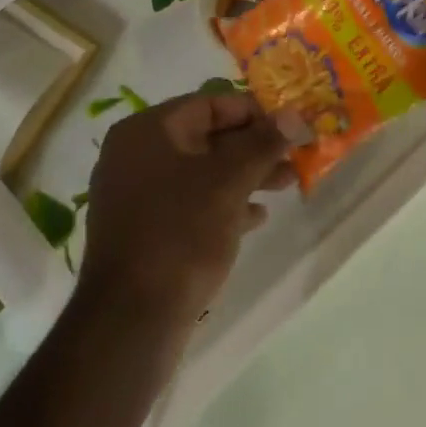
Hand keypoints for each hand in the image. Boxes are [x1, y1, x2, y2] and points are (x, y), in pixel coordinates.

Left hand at [76, 91, 304, 331]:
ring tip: (286, 185)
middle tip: (294, 158)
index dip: (254, 112)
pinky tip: (256, 218)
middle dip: (253, 147)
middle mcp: (135, 154)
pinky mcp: (143, 230)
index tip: (290, 127)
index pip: (209, 104)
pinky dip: (223, 204)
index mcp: (146, 131)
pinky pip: (189, 203)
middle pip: (206, 137)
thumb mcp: (229, 182)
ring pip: (200, 172)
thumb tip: (295, 114)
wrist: (131, 321)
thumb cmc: (180, 234)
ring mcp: (136, 194)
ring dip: (244, 175)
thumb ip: (263, 143)